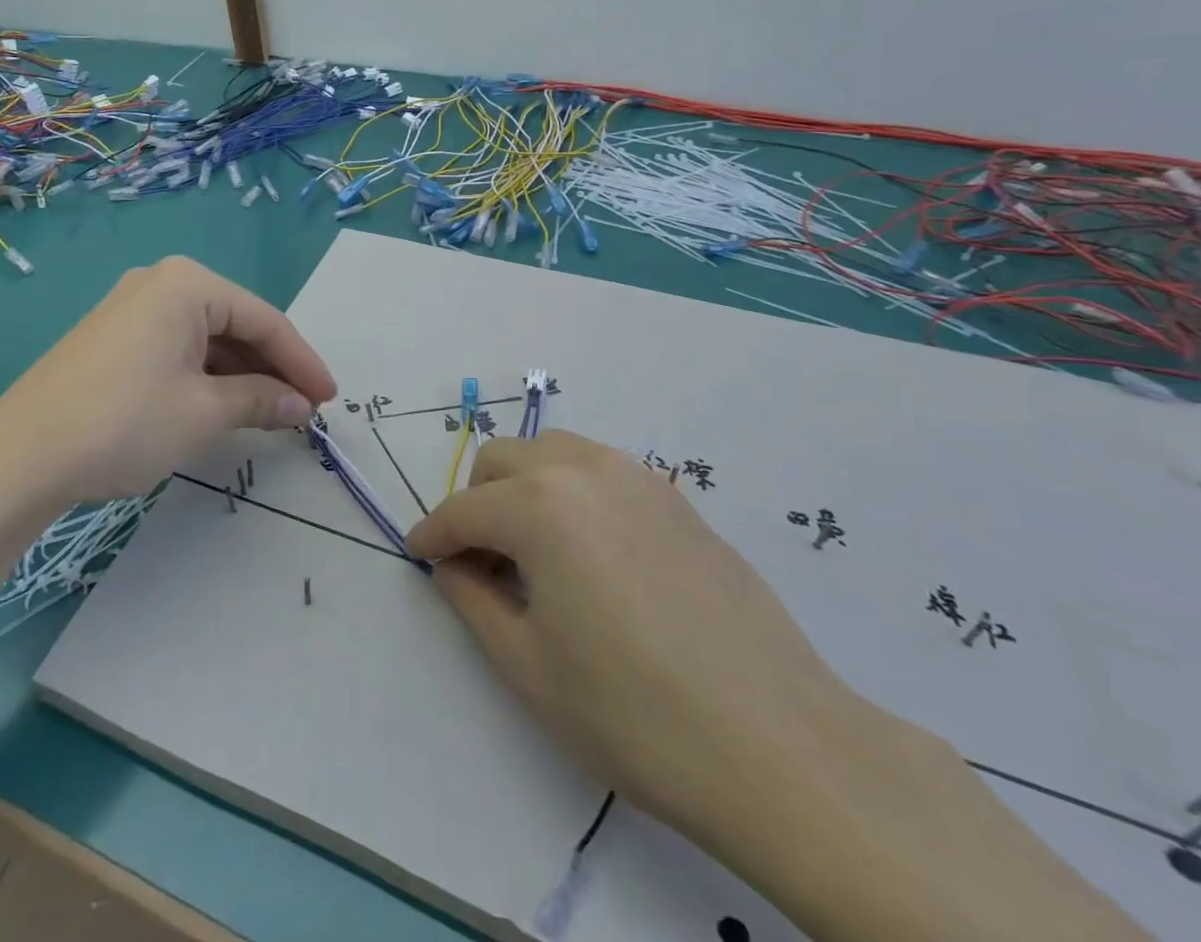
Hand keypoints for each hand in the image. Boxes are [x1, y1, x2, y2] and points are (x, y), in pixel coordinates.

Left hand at [0, 257, 335, 510]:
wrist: (18, 459)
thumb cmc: (124, 423)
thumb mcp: (204, 413)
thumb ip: (261, 401)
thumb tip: (301, 405)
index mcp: (187, 284)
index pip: (264, 320)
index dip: (302, 362)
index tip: (330, 399)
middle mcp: (159, 283)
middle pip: (235, 324)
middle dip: (271, 368)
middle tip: (303, 410)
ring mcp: (131, 308)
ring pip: (206, 338)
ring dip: (240, 375)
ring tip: (269, 414)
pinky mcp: (113, 338)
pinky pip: (176, 349)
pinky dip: (205, 377)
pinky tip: (222, 405)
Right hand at [406, 431, 865, 848]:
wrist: (780, 747)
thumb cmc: (634, 714)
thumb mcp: (528, 666)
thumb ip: (472, 600)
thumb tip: (453, 565)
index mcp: (539, 506)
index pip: (463, 509)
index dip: (433, 534)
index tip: (420, 555)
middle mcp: (584, 471)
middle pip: (503, 460)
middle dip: (476, 501)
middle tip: (480, 560)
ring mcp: (638, 478)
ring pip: (553, 452)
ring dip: (524, 485)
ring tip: (534, 550)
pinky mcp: (677, 499)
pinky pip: (601, 470)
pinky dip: (572, 490)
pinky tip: (591, 552)